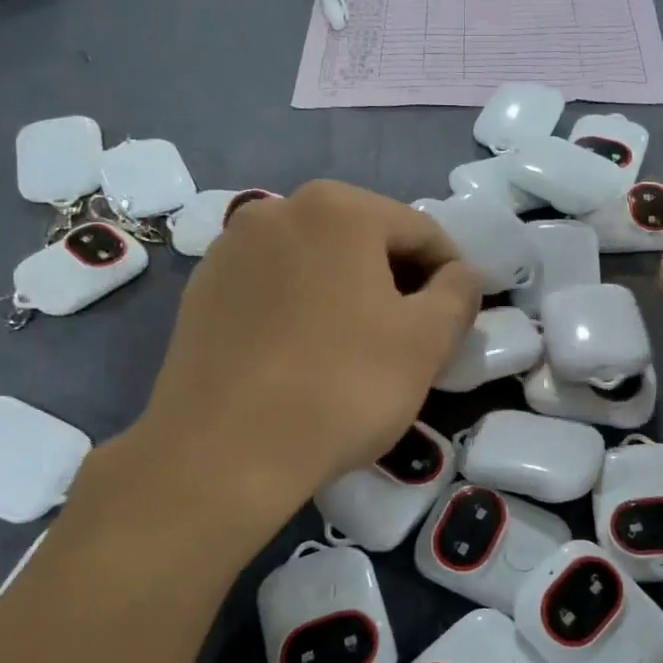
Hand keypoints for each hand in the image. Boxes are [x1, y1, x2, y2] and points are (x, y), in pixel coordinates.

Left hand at [125, 181, 479, 506]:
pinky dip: (303, 309)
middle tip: (414, 338)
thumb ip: (458, 293)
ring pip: (317, 263)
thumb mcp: (426, 341)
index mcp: (338, 208)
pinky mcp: (202, 290)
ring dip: (350, 294)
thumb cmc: (342, 387)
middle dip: (398, 283)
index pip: (421, 231)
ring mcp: (231, 249)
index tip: (459, 319)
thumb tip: (460, 275)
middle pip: (365, 240)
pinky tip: (306, 356)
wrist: (223, 453)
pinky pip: (274, 288)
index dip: (452, 274)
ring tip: (359, 350)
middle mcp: (278, 210)